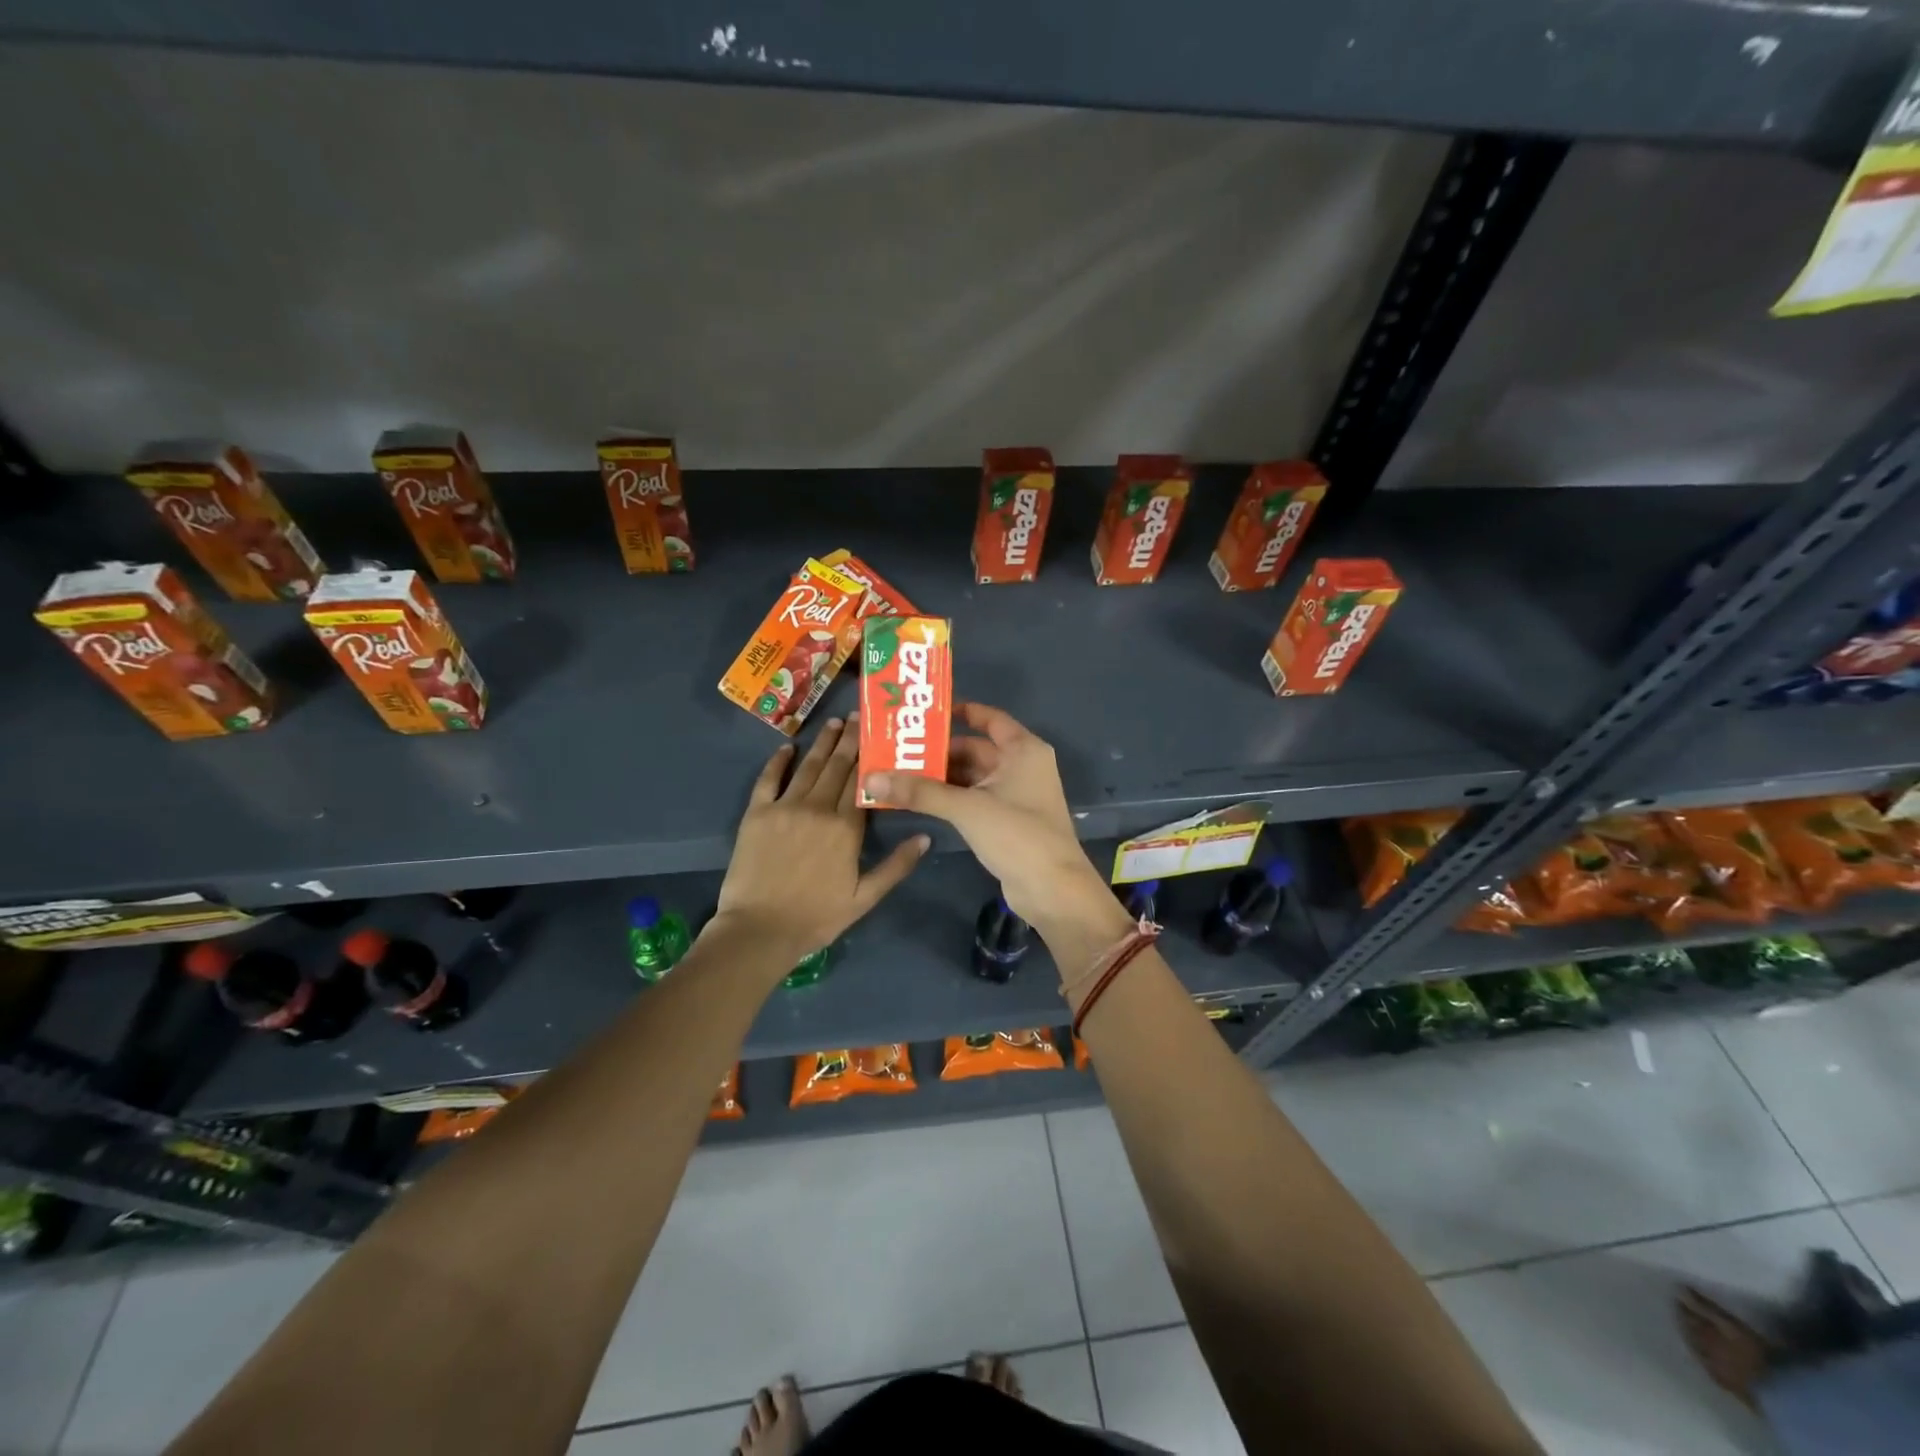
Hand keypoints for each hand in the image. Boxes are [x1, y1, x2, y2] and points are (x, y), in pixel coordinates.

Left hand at [712, 716, 927, 965]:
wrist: (759, 930)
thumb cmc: (817, 917)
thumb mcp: (865, 898)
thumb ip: (896, 866)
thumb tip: (926, 837)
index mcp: (845, 828)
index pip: (861, 783)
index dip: (869, 757)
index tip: (876, 734)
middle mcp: (817, 808)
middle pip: (836, 768)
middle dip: (848, 741)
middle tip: (857, 717)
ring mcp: (785, 808)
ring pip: (808, 767)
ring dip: (821, 744)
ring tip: (833, 724)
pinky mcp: (757, 814)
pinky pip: (768, 780)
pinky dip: (778, 761)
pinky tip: (787, 747)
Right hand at [861, 702, 1111, 929]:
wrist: (1053, 889)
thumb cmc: (1017, 835)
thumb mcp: (967, 808)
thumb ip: (920, 791)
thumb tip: (872, 778)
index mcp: (1023, 750)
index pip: (989, 718)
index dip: (961, 711)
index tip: (925, 713)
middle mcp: (1022, 766)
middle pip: (976, 749)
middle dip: (939, 751)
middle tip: (897, 749)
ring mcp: (1016, 795)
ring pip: (973, 776)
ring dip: (942, 777)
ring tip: (900, 773)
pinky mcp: (1008, 821)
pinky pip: (974, 799)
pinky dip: (951, 797)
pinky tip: (920, 800)